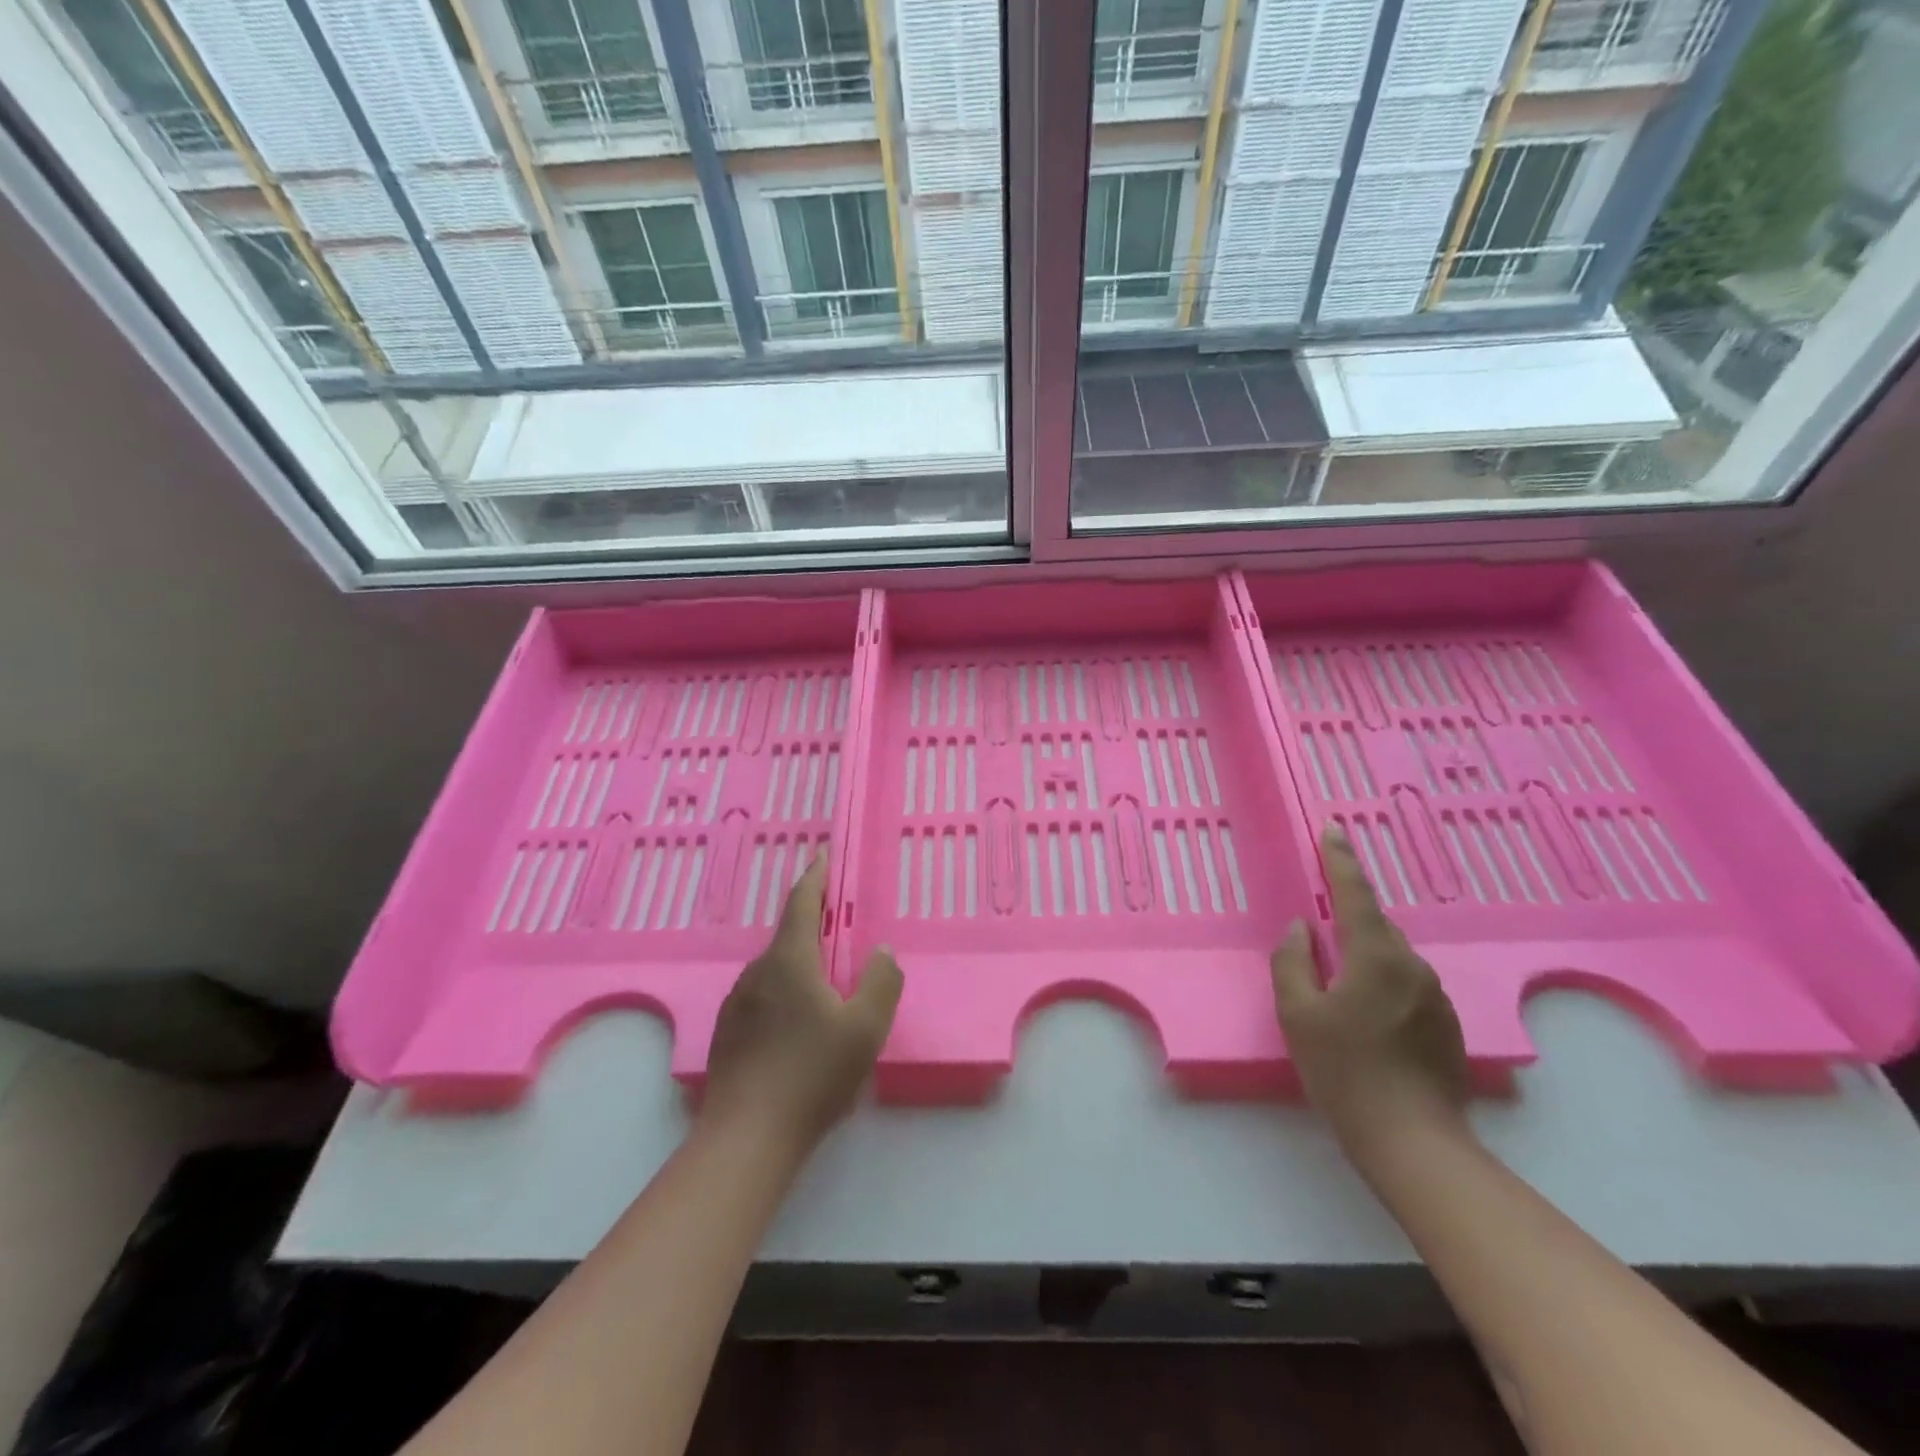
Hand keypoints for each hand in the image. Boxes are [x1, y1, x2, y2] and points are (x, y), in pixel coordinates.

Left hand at [702, 854, 901, 1152]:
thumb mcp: (865, 1029)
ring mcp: (737, 1004)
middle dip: (813, 924)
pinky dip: (784, 992)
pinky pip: (762, 996)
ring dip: (800, 963)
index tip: (823, 854)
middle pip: (788, 936)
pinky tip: (798, 1024)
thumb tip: (881, 951)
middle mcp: (757, 973)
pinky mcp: (728, 1034)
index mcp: (789, 961)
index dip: (816, 876)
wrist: (746, 1139)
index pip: (802, 904)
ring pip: (774, 969)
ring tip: (825, 982)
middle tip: (840, 928)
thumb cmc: (812, 1076)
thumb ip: (881, 982)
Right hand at [1270, 824, 1469, 1161]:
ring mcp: (1436, 996)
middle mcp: (1413, 966)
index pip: (1354, 893)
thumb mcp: (1298, 1014)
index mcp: (1376, 956)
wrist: (1413, 1142)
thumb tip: (1301, 929)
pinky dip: (1380, 986)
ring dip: (1362, 959)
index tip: (1333, 829)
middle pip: (1373, 927)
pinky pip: (1405, 986)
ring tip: (1336, 991)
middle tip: (1318, 937)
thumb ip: (1293, 962)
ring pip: (1390, 959)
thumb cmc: (1344, 1072)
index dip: (1340, 859)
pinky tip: (1365, 1021)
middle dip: (1346, 922)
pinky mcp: (1446, 1025)